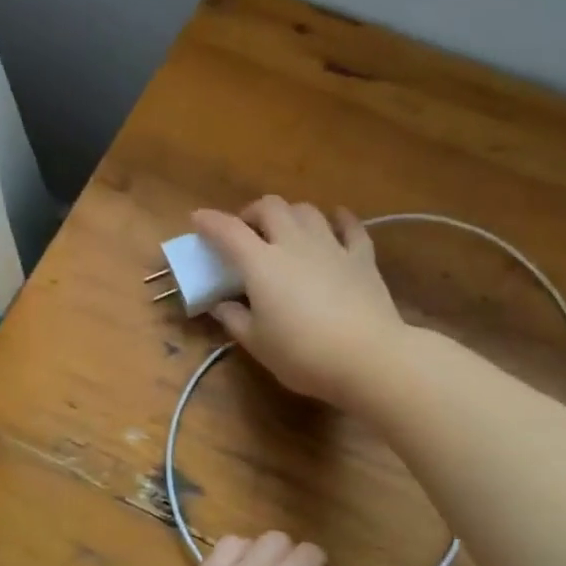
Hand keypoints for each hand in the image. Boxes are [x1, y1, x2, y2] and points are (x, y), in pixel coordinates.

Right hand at [192, 197, 406, 407]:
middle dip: (252, 213)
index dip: (209, 221)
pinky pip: (351, 227)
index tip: (198, 219)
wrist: (368, 358)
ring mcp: (331, 246)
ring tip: (285, 230)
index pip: (228, 231)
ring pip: (307, 210)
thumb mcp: (258, 344)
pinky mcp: (362, 257)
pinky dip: (340, 219)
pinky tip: (336, 220)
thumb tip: (220, 305)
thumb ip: (235, 320)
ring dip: (290, 214)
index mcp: (261, 264)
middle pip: (270, 207)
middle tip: (246, 232)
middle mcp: (294, 244)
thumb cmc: (303, 355)